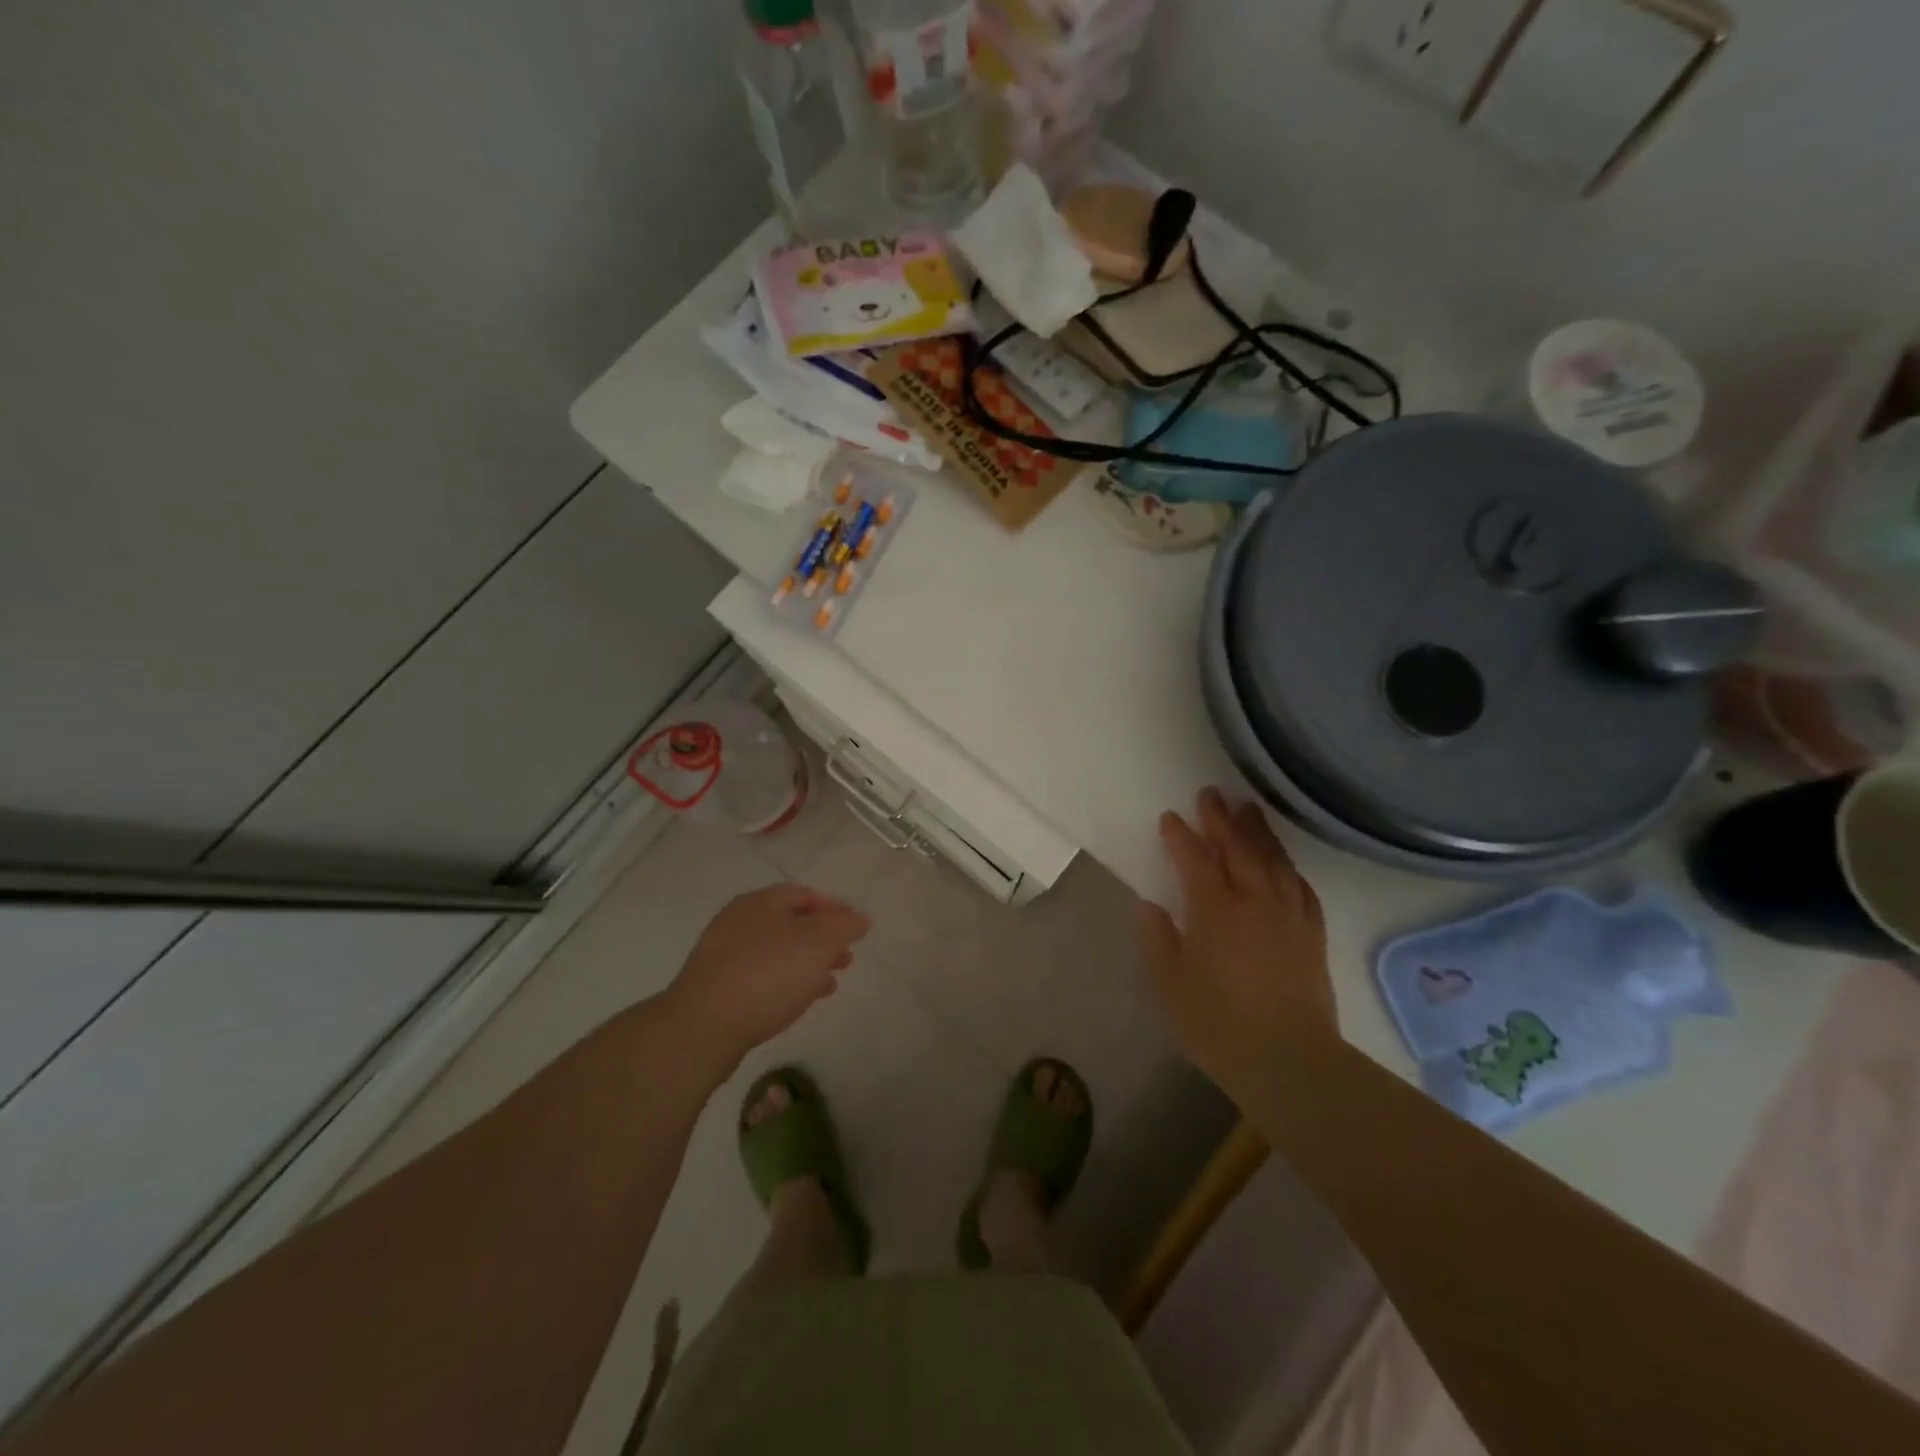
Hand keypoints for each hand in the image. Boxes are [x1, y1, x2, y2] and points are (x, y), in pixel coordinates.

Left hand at [666, 884, 870, 1073]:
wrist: (703, 1027)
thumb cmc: (768, 975)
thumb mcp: (818, 943)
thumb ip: (844, 925)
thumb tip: (858, 918)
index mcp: (762, 901)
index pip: (806, 894)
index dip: (835, 909)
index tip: (857, 930)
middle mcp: (739, 920)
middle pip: (790, 923)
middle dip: (822, 939)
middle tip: (846, 958)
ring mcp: (723, 954)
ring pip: (776, 951)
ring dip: (806, 963)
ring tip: (830, 983)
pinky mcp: (716, 986)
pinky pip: (760, 975)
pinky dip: (785, 981)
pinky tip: (800, 1000)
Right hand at [1137, 788, 1335, 1092]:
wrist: (1290, 1061)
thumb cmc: (1219, 1025)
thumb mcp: (1171, 985)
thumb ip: (1158, 940)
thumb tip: (1150, 906)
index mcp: (1215, 911)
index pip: (1195, 860)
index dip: (1181, 837)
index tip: (1170, 817)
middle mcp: (1254, 902)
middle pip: (1237, 850)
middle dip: (1221, 820)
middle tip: (1210, 794)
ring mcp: (1288, 916)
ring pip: (1273, 862)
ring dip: (1259, 833)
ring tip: (1249, 809)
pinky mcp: (1311, 936)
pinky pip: (1301, 889)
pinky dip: (1289, 869)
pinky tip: (1284, 864)